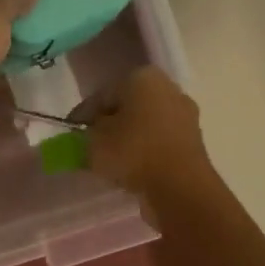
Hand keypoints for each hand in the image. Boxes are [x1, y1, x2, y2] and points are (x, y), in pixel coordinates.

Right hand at [77, 66, 212, 198]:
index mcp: (143, 77)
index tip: (71, 136)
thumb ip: (83, 133)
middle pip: (126, 107)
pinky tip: (133, 171)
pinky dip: (145, 152)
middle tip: (90, 148)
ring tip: (110, 163)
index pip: (102, 95)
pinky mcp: (194, 141)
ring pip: (144, 125)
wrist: (181, 188)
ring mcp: (184, 114)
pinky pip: (159, 142)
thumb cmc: (133, 152)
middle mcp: (168, 88)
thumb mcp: (93, 141)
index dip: (83, 116)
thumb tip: (87, 133)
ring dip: (128, 140)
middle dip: (108, 125)